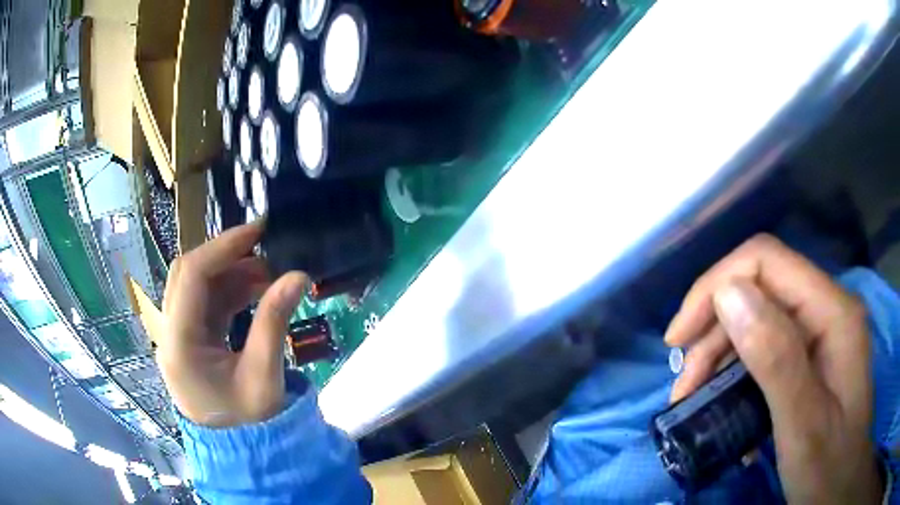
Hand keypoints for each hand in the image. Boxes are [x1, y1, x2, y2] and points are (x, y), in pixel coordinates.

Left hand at [157, 222, 306, 427]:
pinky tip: (257, 289)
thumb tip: (298, 275)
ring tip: (268, 272)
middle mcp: (170, 333)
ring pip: (196, 286)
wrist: (239, 453)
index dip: (223, 247)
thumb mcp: (264, 376)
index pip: (192, 278)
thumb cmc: (249, 424)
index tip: (258, 231)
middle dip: (224, 255)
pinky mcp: (191, 340)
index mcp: (179, 344)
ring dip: (229, 273)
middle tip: (262, 246)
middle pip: (187, 274)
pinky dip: (230, 291)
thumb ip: (274, 322)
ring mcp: (178, 336)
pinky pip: (206, 304)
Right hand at [664, 234, 881, 503]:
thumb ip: (776, 357)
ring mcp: (820, 333)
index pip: (767, 261)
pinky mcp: (810, 357)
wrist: (839, 486)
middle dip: (713, 330)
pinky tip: (724, 406)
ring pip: (758, 318)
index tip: (679, 339)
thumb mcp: (804, 424)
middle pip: (759, 289)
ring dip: (719, 355)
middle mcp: (827, 309)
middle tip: (682, 385)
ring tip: (692, 398)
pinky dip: (736, 372)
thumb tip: (729, 295)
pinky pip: (766, 347)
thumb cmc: (828, 465)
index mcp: (834, 313)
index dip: (717, 286)